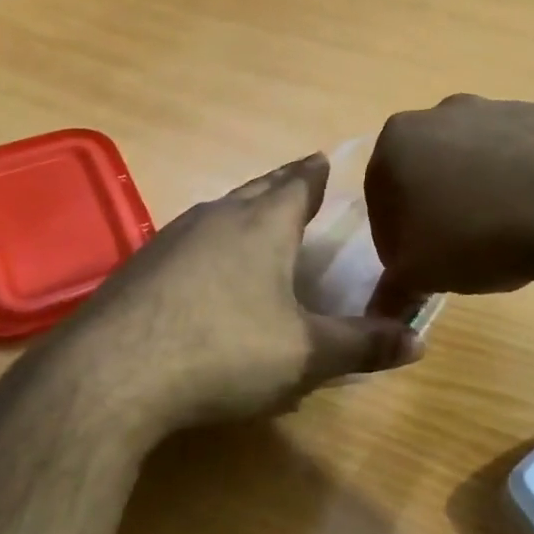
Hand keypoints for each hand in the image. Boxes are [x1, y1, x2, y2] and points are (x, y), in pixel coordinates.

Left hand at [57, 154, 422, 444]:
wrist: (113, 374)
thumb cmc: (224, 353)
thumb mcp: (305, 355)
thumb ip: (362, 345)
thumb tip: (420, 341)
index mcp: (261, 226)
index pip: (297, 184)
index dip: (315, 173)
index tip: (325, 159)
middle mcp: (215, 218)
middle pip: (255, 190)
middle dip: (280, 184)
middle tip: (298, 179)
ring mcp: (169, 239)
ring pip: (217, 213)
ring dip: (241, 211)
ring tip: (255, 219)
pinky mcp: (138, 268)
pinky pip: (186, 243)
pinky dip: (208, 245)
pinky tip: (202, 271)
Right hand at [365, 95, 533, 312]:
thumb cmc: (475, 237)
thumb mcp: (419, 275)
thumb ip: (391, 290)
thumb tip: (380, 312)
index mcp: (399, 141)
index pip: (380, 198)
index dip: (395, 238)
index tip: (417, 267)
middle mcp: (442, 113)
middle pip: (427, 170)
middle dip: (436, 208)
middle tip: (458, 251)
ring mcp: (499, 108)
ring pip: (476, 158)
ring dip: (480, 191)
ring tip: (503, 235)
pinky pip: (524, 154)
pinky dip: (523, 180)